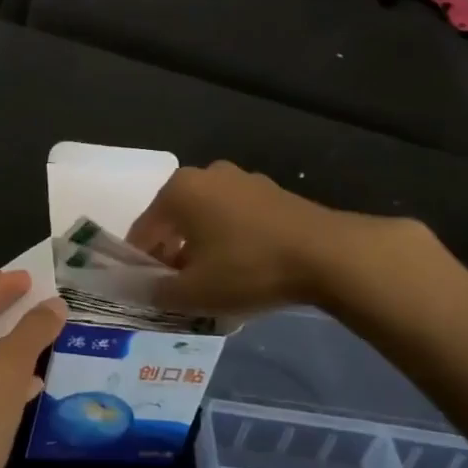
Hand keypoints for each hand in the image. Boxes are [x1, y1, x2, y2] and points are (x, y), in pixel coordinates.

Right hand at [127, 161, 434, 314]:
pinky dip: (230, 241)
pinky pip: (236, 219)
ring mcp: (243, 180)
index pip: (143, 231)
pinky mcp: (272, 193)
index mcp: (178, 191)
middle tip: (179, 290)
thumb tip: (145, 290)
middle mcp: (206, 175)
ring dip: (202, 248)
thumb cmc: (248, 268)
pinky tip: (243, 269)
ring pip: (207, 219)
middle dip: (172, 255)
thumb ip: (158, 292)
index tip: (147, 292)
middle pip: (175, 221)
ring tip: (213, 283)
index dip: (141, 264)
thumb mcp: (194, 292)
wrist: (326, 255)